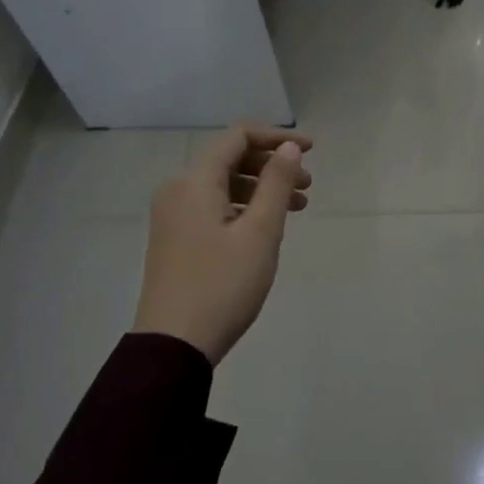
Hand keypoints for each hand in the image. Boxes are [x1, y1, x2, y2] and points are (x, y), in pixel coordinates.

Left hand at [131, 124, 312, 364]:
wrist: (173, 346)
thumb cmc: (222, 285)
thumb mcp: (260, 233)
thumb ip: (276, 184)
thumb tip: (288, 147)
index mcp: (194, 182)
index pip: (238, 137)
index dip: (276, 138)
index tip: (310, 151)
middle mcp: (178, 190)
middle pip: (230, 159)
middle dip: (272, 166)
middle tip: (308, 187)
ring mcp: (173, 216)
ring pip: (223, 185)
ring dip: (261, 189)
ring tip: (298, 208)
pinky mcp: (176, 239)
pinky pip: (213, 207)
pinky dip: (244, 208)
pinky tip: (267, 228)